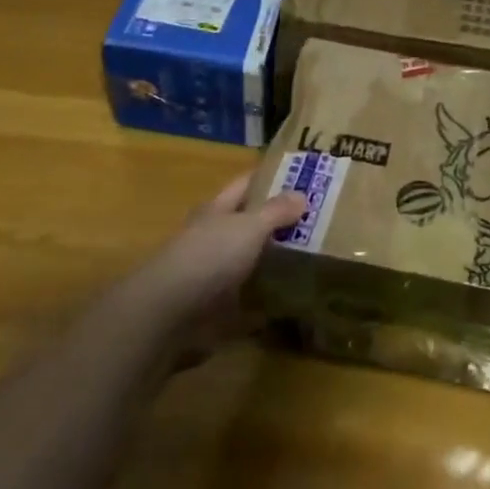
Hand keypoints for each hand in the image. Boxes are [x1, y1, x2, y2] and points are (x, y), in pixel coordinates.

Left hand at [119, 173, 304, 368]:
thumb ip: (275, 211)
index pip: (245, 185)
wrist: (170, 314)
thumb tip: (302, 194)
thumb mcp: (248, 226)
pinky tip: (292, 305)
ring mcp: (213, 275)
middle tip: (319, 221)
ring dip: (273, 263)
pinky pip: (248, 305)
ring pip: (249, 263)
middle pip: (248, 225)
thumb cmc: (210, 256)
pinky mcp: (216, 310)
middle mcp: (213, 238)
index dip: (270, 177)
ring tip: (314, 260)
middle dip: (278, 223)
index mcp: (217, 211)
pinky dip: (266, 306)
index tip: (302, 175)